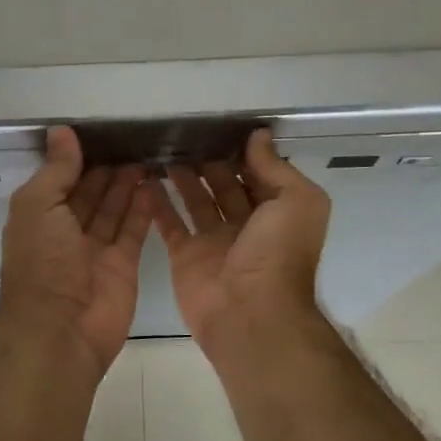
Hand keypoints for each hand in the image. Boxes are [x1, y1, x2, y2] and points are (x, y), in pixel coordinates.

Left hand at [0, 127, 151, 373]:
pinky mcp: (122, 265)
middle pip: (89, 193)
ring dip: (127, 184)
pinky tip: (153, 183)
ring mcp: (95, 250)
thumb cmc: (42, 262)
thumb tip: (61, 131)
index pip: (60, 180)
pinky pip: (133, 230)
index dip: (78, 158)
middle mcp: (66, 232)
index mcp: (39, 217)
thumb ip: (55, 169)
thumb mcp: (38, 206)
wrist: (61, 330)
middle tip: (132, 141)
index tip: (101, 132)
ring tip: (147, 155)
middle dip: (107, 169)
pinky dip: (143, 208)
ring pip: (113, 209)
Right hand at [152, 129, 331, 357]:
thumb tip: (259, 135)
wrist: (250, 314)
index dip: (241, 152)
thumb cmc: (278, 254)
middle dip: (209, 161)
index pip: (258, 174)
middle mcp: (246, 225)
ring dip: (182, 177)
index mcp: (276, 213)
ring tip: (163, 148)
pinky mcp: (185, 255)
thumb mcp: (296, 202)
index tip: (218, 126)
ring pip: (196, 201)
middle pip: (225, 185)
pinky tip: (144, 178)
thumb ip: (275, 167)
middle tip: (185, 134)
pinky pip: (169, 223)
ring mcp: (213, 241)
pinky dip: (157, 202)